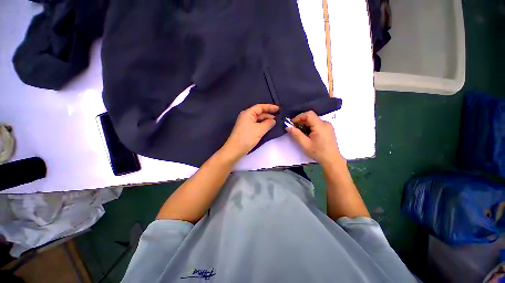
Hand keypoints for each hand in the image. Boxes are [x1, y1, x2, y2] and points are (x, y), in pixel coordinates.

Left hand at [220, 104, 278, 161]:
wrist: (234, 150)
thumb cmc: (246, 138)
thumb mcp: (259, 130)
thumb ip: (268, 123)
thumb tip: (273, 121)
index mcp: (248, 113)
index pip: (260, 107)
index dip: (270, 107)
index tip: (279, 109)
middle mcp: (246, 116)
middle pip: (259, 113)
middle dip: (269, 114)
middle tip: (278, 117)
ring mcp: (246, 123)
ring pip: (258, 119)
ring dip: (266, 120)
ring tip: (275, 123)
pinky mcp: (246, 129)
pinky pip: (256, 124)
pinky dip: (262, 125)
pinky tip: (268, 127)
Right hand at [286, 111, 343, 166]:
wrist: (331, 160)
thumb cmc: (318, 152)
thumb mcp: (304, 144)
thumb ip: (296, 134)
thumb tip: (288, 127)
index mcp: (320, 126)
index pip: (309, 114)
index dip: (299, 117)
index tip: (292, 123)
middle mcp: (325, 123)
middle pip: (311, 117)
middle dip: (301, 122)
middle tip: (294, 129)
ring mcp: (328, 126)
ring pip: (313, 121)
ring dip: (305, 125)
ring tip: (301, 134)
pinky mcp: (328, 129)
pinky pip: (317, 124)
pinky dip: (310, 127)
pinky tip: (308, 135)